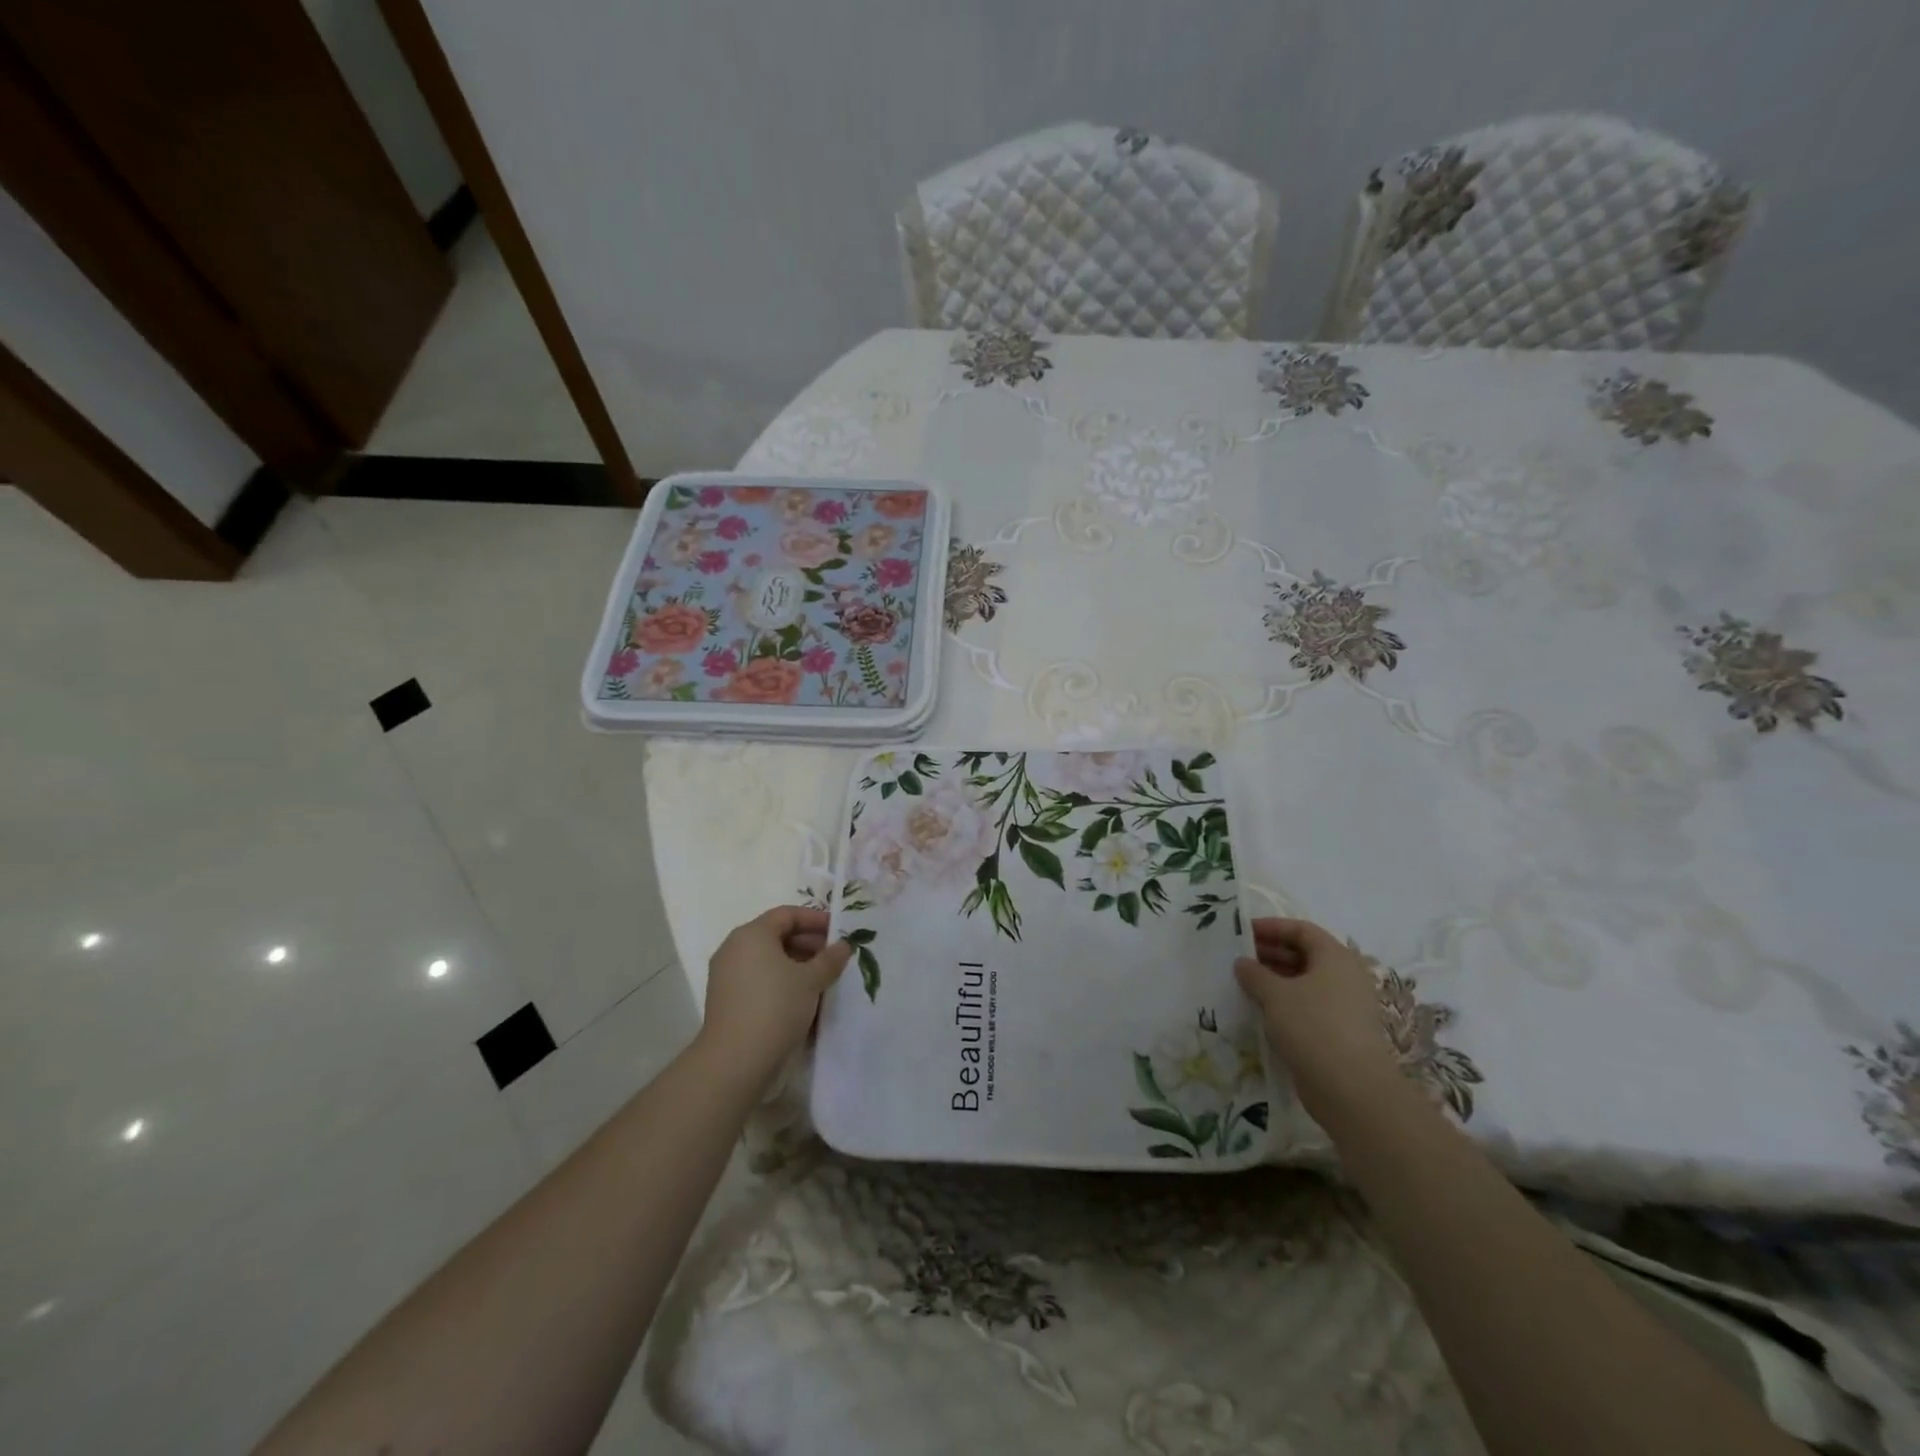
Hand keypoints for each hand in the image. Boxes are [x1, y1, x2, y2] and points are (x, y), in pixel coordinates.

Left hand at [696, 906, 850, 1085]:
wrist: (735, 1061)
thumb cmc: (776, 1007)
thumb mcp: (811, 980)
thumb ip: (830, 959)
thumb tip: (843, 945)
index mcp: (752, 934)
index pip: (787, 915)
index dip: (816, 920)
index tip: (840, 931)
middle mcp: (734, 949)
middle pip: (776, 936)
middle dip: (808, 944)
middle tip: (835, 958)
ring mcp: (727, 976)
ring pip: (768, 961)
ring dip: (797, 966)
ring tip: (823, 980)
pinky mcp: (726, 1000)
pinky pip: (759, 980)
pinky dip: (781, 982)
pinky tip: (803, 1000)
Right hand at [1235, 917, 1405, 1126]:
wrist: (1351, 1089)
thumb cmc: (1313, 1026)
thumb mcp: (1275, 994)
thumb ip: (1255, 973)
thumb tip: (1242, 963)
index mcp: (1335, 957)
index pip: (1301, 929)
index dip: (1271, 927)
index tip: (1242, 932)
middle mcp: (1344, 977)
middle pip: (1304, 954)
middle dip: (1270, 954)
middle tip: (1238, 958)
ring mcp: (1344, 1006)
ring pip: (1304, 983)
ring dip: (1274, 980)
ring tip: (1243, 984)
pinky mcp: (1339, 1032)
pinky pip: (1307, 1006)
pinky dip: (1284, 1004)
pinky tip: (1260, 1011)